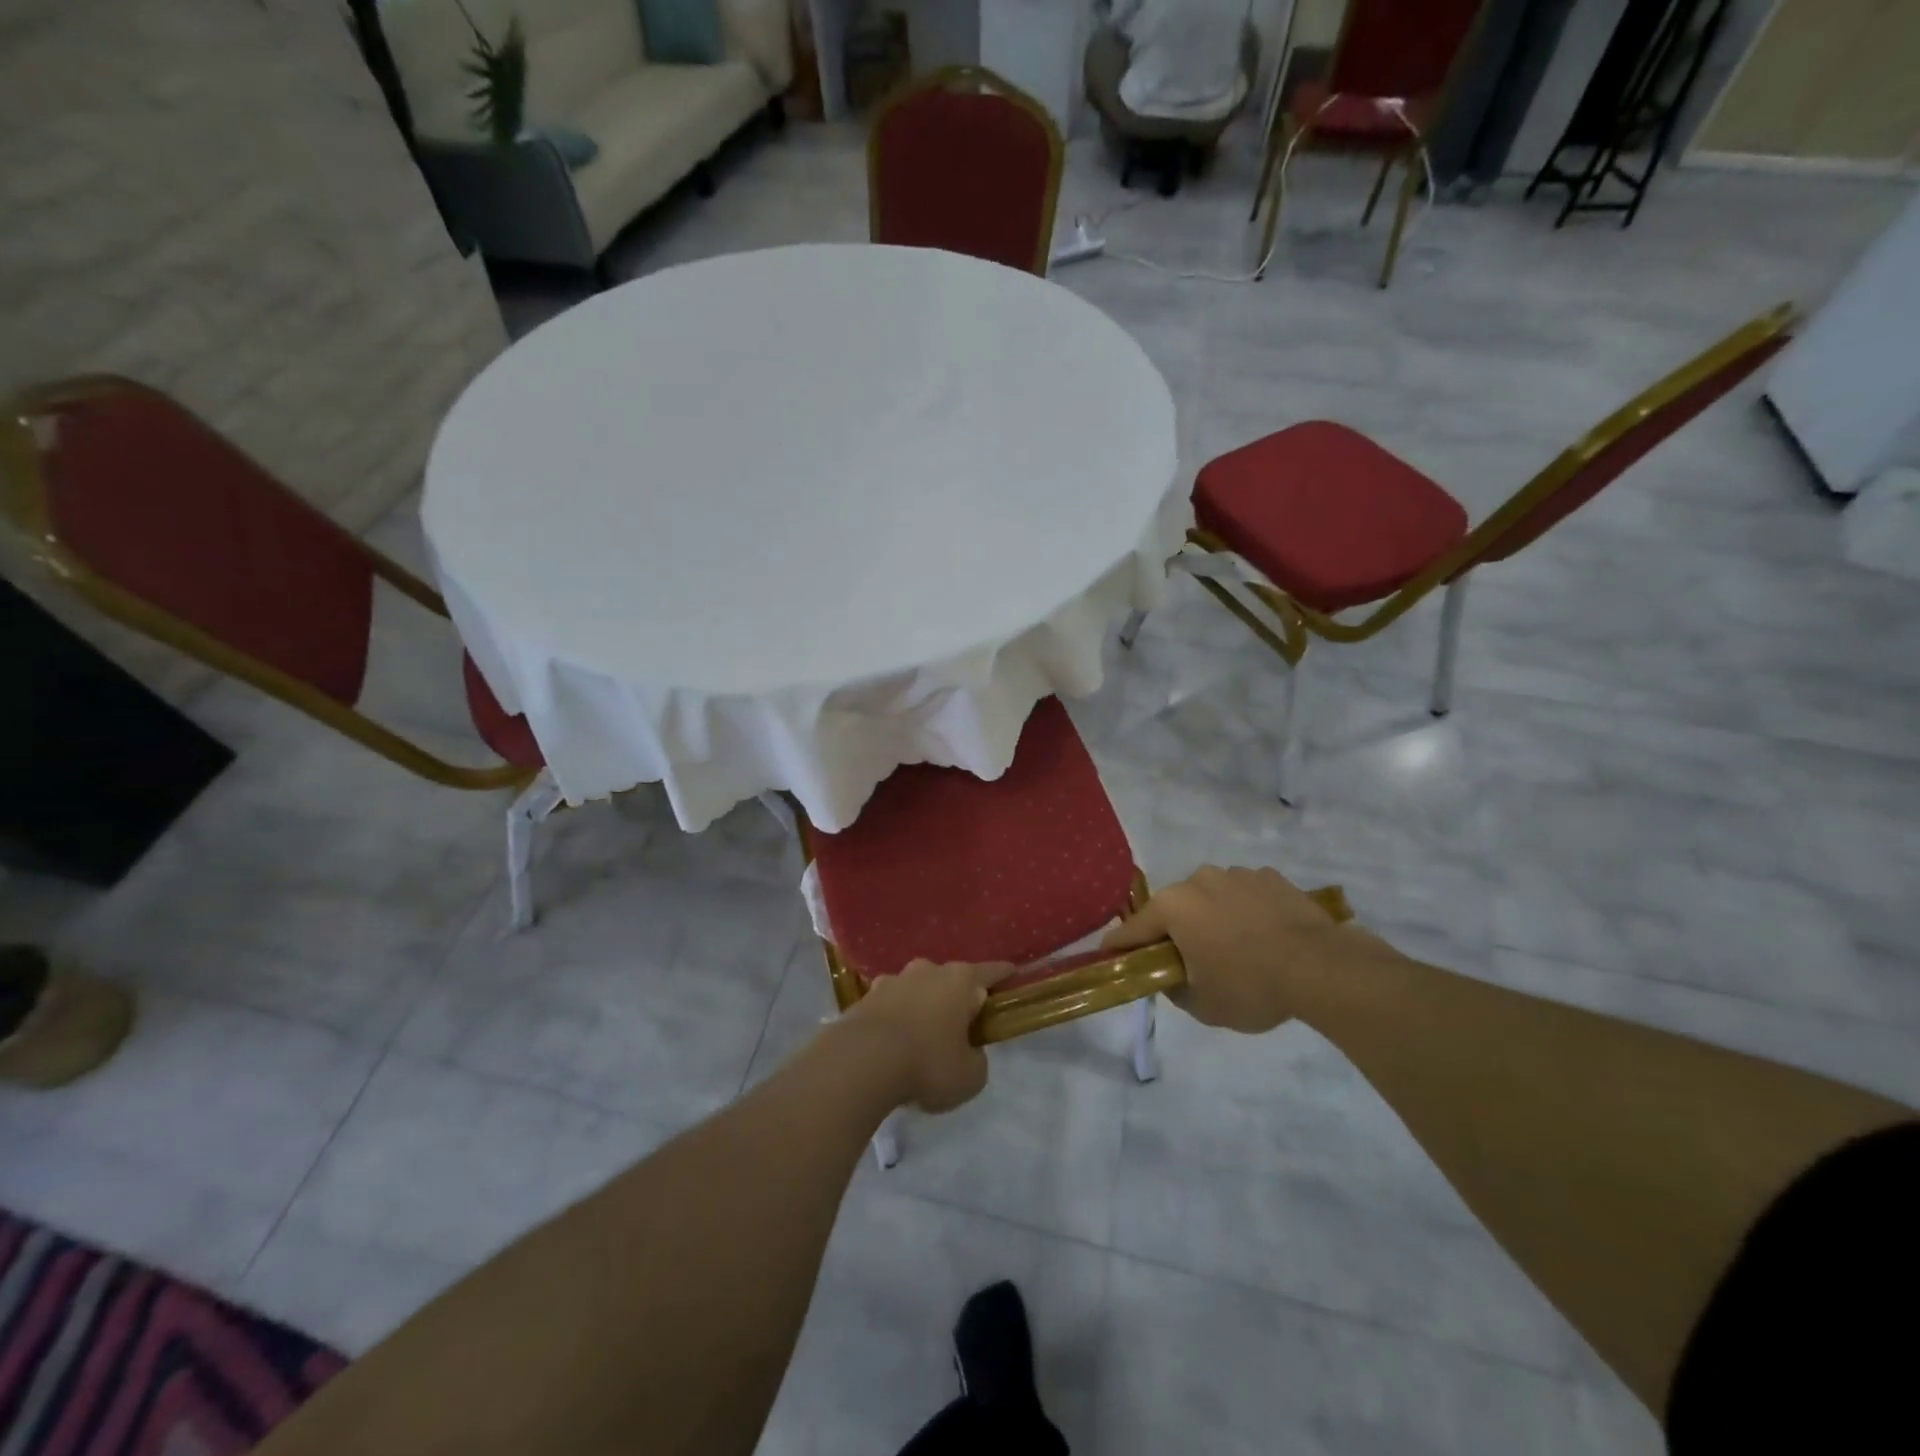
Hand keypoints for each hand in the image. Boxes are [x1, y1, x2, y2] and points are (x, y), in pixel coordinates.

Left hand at [841, 960, 1014, 1111]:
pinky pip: (890, 1004)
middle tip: (962, 1022)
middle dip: (958, 996)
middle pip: (951, 979)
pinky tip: (893, 1042)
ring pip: (917, 988)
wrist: (861, 1061)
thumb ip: (976, 1059)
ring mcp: (894, 980)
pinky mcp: (866, 996)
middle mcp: (928, 970)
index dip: (1004, 975)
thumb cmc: (927, 1064)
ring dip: (923, 1005)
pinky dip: (896, 1017)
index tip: (1013, 974)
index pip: (991, 971)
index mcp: (961, 981)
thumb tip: (967, 1051)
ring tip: (923, 1034)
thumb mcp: (970, 1076)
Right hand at [1101, 865, 1385, 1032]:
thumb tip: (1170, 976)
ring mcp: (1237, 874)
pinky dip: (1245, 912)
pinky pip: (1244, 896)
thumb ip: (1173, 988)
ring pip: (1211, 899)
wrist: (1322, 968)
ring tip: (1235, 950)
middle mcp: (1198, 880)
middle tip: (1187, 962)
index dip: (1119, 947)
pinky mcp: (1270, 877)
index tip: (1110, 957)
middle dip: (1174, 932)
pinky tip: (1264, 937)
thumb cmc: (1250, 986)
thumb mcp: (1202, 1005)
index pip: (1132, 929)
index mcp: (1173, 906)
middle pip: (1173, 909)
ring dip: (1212, 919)